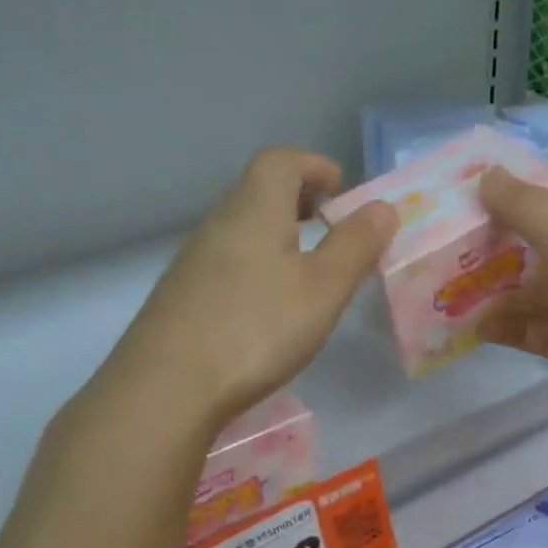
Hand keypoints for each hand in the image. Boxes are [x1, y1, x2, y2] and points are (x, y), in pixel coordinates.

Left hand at [116, 148, 395, 431]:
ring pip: (241, 229)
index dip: (314, 166)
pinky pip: (226, 262)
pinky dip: (255, 267)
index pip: (280, 161)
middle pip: (258, 192)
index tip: (341, 190)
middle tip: (329, 228)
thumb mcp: (322, 289)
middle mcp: (218, 225)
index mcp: (254, 210)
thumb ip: (355, 246)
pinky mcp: (181, 297)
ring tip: (305, 272)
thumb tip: (382, 207)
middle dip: (298, 200)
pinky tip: (266, 309)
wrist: (166, 387)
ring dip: (276, 236)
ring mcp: (193, 262)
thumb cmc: (256, 330)